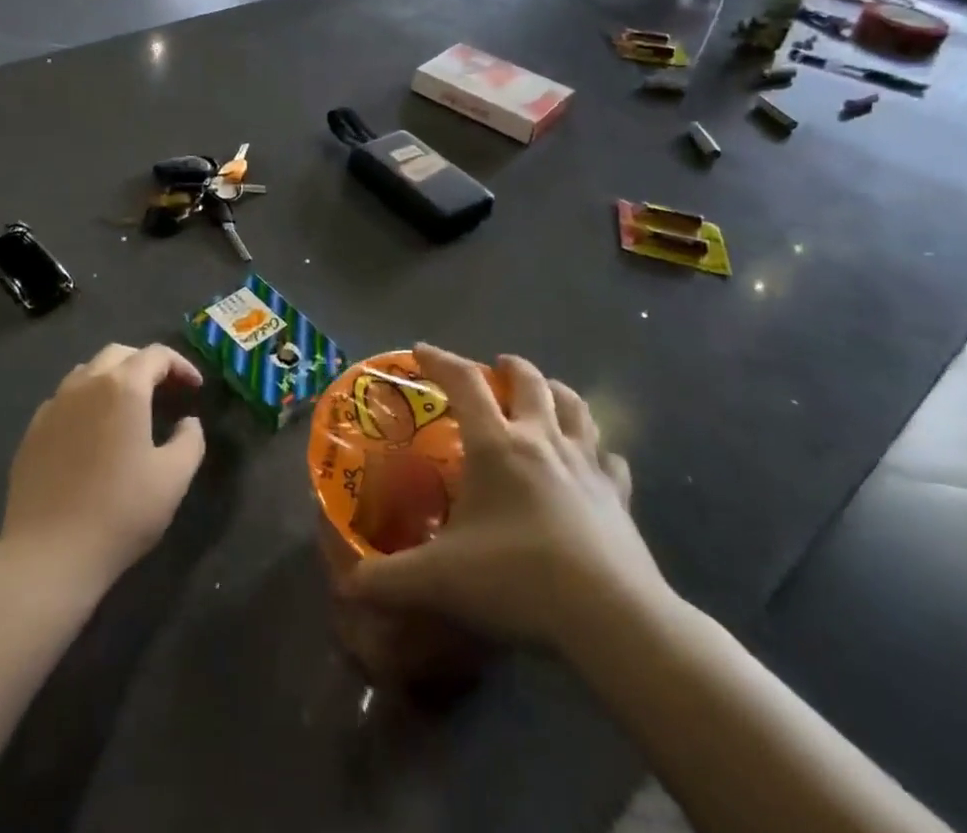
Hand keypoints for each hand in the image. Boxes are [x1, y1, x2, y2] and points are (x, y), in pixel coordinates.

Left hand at [0, 343, 205, 594]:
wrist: (48, 555)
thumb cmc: (120, 512)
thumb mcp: (174, 477)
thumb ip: (190, 439)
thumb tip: (187, 422)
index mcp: (123, 387)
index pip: (156, 355)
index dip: (181, 365)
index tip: (195, 388)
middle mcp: (85, 384)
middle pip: (119, 354)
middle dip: (146, 364)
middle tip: (165, 390)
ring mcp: (53, 406)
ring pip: (88, 372)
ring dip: (113, 379)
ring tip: (129, 407)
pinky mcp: (32, 432)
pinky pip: (64, 400)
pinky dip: (86, 402)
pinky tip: (92, 432)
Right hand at [346, 345, 674, 651]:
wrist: (610, 616)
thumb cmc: (517, 580)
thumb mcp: (439, 581)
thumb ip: (388, 581)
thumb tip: (346, 587)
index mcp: (496, 444)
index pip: (464, 382)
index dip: (440, 360)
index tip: (421, 350)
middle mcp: (541, 441)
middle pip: (530, 382)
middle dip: (511, 368)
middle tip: (497, 368)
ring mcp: (586, 466)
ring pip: (576, 408)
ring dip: (558, 393)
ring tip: (547, 395)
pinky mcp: (619, 497)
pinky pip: (611, 459)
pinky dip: (599, 451)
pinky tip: (595, 461)